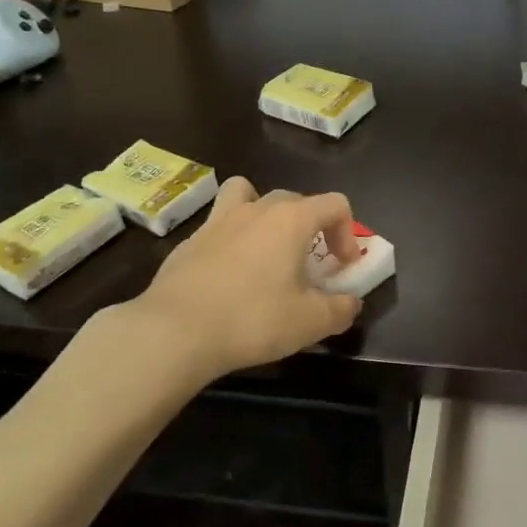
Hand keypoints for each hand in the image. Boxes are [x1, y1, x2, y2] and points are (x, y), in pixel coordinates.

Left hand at [127, 178, 362, 383]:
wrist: (174, 331)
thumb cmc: (252, 319)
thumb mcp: (310, 323)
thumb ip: (340, 310)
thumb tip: (351, 304)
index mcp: (291, 220)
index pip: (335, 204)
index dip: (348, 232)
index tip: (342, 265)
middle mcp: (256, 209)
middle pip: (294, 200)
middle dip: (311, 227)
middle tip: (310, 263)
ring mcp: (218, 221)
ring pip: (247, 194)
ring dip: (263, 213)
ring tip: (265, 247)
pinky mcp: (189, 241)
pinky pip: (219, 226)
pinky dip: (232, 240)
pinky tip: (229, 276)